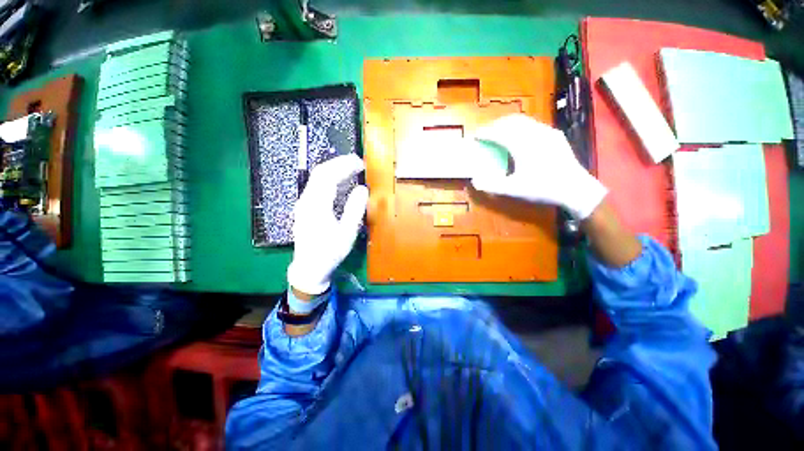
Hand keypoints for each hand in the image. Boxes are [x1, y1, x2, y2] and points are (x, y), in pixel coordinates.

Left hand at [287, 154, 368, 295]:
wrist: (309, 268)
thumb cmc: (330, 252)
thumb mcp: (347, 233)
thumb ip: (354, 209)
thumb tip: (362, 189)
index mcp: (317, 205)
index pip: (328, 176)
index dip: (344, 165)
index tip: (360, 163)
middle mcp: (306, 200)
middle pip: (320, 172)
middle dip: (339, 163)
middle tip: (357, 163)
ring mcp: (303, 203)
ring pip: (317, 178)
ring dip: (334, 170)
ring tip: (351, 169)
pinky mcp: (305, 207)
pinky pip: (316, 186)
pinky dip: (330, 179)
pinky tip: (340, 183)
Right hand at [470, 114, 606, 219]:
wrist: (575, 189)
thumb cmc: (543, 188)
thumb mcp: (514, 190)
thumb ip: (492, 185)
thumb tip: (474, 181)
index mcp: (523, 144)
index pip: (499, 132)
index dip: (485, 133)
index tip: (475, 136)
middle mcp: (535, 133)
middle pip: (511, 121)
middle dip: (496, 125)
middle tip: (486, 133)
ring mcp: (547, 132)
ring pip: (524, 121)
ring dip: (508, 124)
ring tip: (500, 133)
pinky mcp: (555, 136)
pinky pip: (534, 125)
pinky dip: (521, 127)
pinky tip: (520, 138)